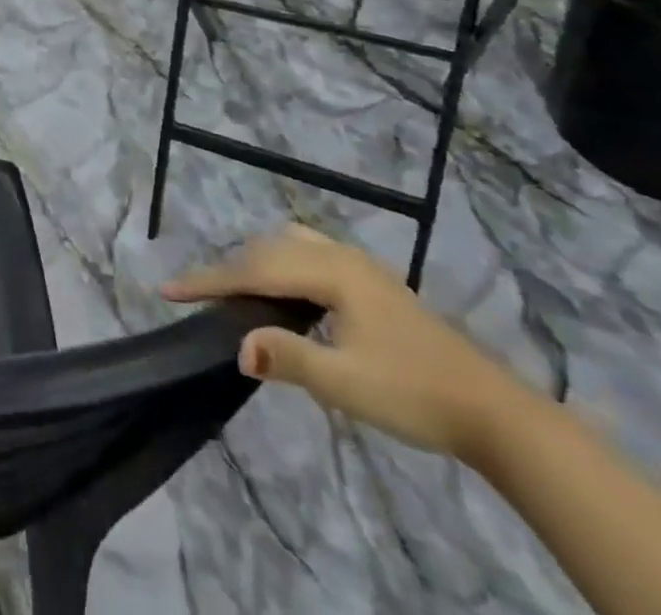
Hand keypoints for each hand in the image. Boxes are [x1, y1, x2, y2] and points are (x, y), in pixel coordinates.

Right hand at [164, 224, 532, 459]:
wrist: (495, 413)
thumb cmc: (416, 395)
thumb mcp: (347, 383)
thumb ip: (289, 357)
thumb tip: (236, 345)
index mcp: (331, 272)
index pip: (253, 270)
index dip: (208, 280)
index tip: (166, 290)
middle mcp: (340, 256)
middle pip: (267, 251)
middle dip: (226, 270)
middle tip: (193, 295)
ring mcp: (358, 265)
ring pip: (288, 247)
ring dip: (254, 264)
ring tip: (234, 293)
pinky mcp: (370, 282)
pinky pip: (307, 256)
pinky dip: (279, 267)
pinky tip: (283, 293)